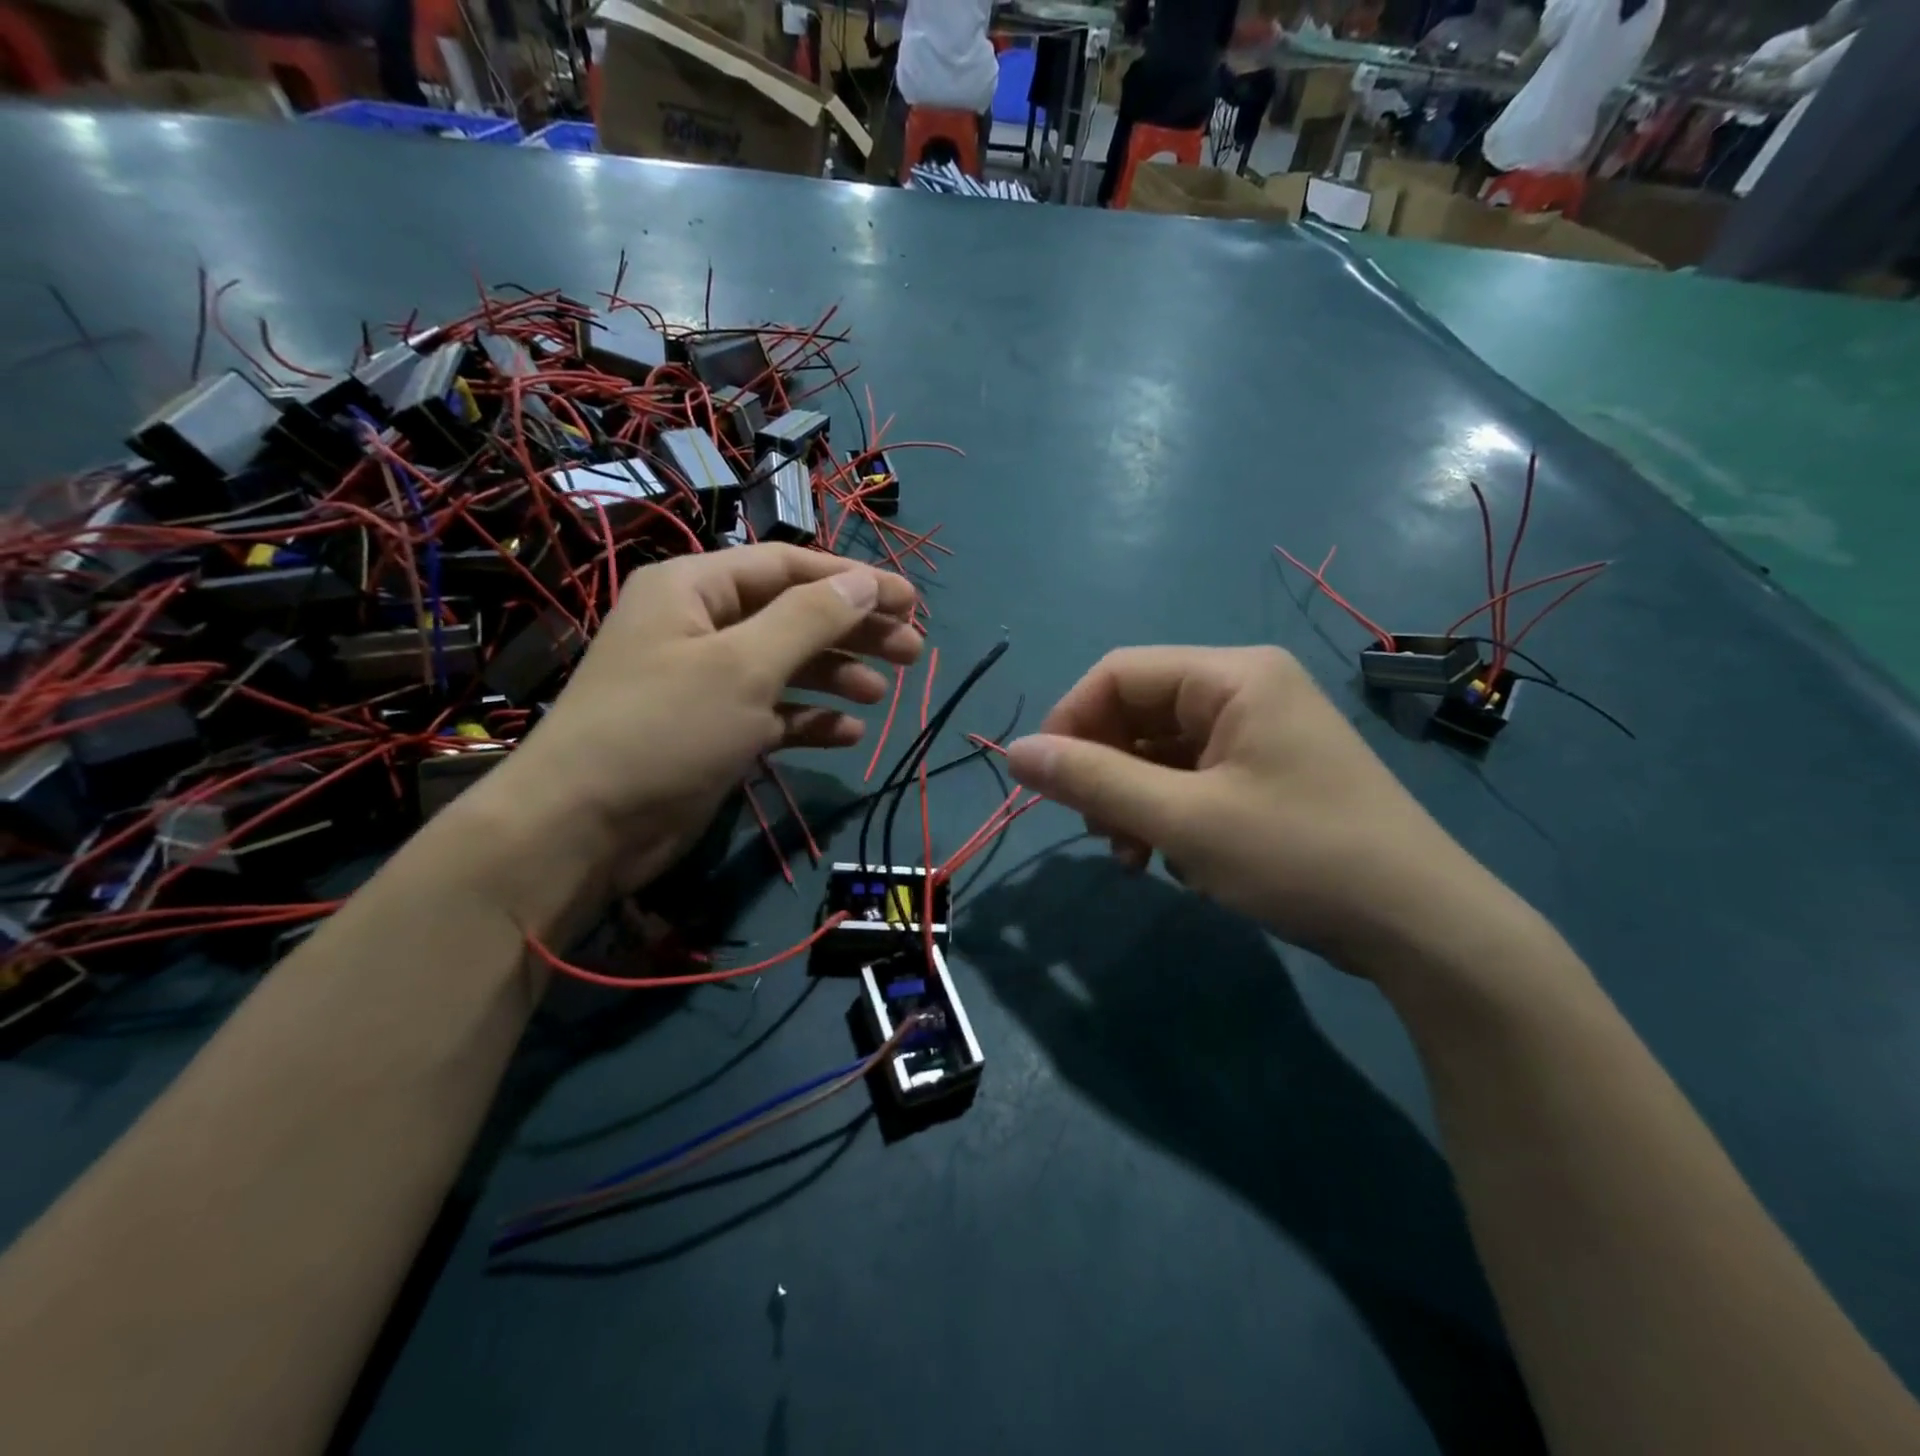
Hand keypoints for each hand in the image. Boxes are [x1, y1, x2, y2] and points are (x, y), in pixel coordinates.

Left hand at [484, 546, 920, 897]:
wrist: (584, 827)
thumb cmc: (666, 727)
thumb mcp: (745, 664)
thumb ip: (811, 618)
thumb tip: (865, 580)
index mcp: (696, 588)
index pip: (789, 566)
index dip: (853, 580)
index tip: (909, 600)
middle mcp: (700, 626)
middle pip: (793, 615)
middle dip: (852, 630)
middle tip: (912, 650)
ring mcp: (706, 682)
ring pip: (786, 665)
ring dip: (835, 675)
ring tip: (882, 692)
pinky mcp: (713, 731)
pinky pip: (773, 713)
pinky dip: (809, 719)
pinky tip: (847, 733)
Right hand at [1005, 646, 1500, 969]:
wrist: (1423, 929)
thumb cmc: (1300, 858)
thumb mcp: (1184, 821)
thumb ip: (1094, 781)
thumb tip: (1014, 752)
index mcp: (1233, 676)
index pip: (1118, 673)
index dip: (1070, 722)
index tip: (1044, 783)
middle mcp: (1247, 689)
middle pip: (1140, 710)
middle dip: (1105, 769)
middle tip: (1097, 832)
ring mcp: (1262, 732)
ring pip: (1162, 749)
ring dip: (1132, 798)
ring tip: (1133, 856)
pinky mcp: (1269, 772)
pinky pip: (1194, 776)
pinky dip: (1168, 812)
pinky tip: (1171, 859)